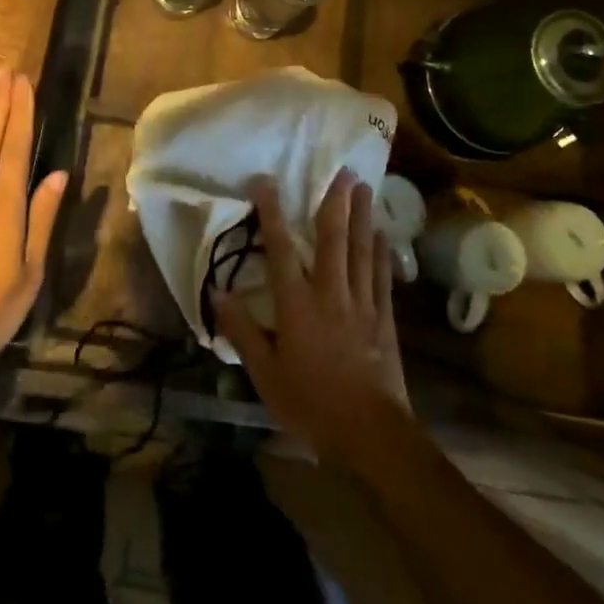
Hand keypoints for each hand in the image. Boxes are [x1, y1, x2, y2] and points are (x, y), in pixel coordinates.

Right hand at [215, 169, 412, 471]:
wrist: (369, 434)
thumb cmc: (310, 403)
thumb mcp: (264, 373)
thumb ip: (242, 330)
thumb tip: (218, 292)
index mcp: (297, 305)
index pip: (281, 250)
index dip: (272, 214)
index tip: (267, 181)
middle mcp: (331, 293)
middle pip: (333, 239)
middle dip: (334, 202)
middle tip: (341, 169)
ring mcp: (362, 304)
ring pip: (361, 250)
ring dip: (362, 216)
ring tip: (364, 187)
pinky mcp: (384, 318)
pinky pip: (382, 277)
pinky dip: (382, 252)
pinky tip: (382, 234)